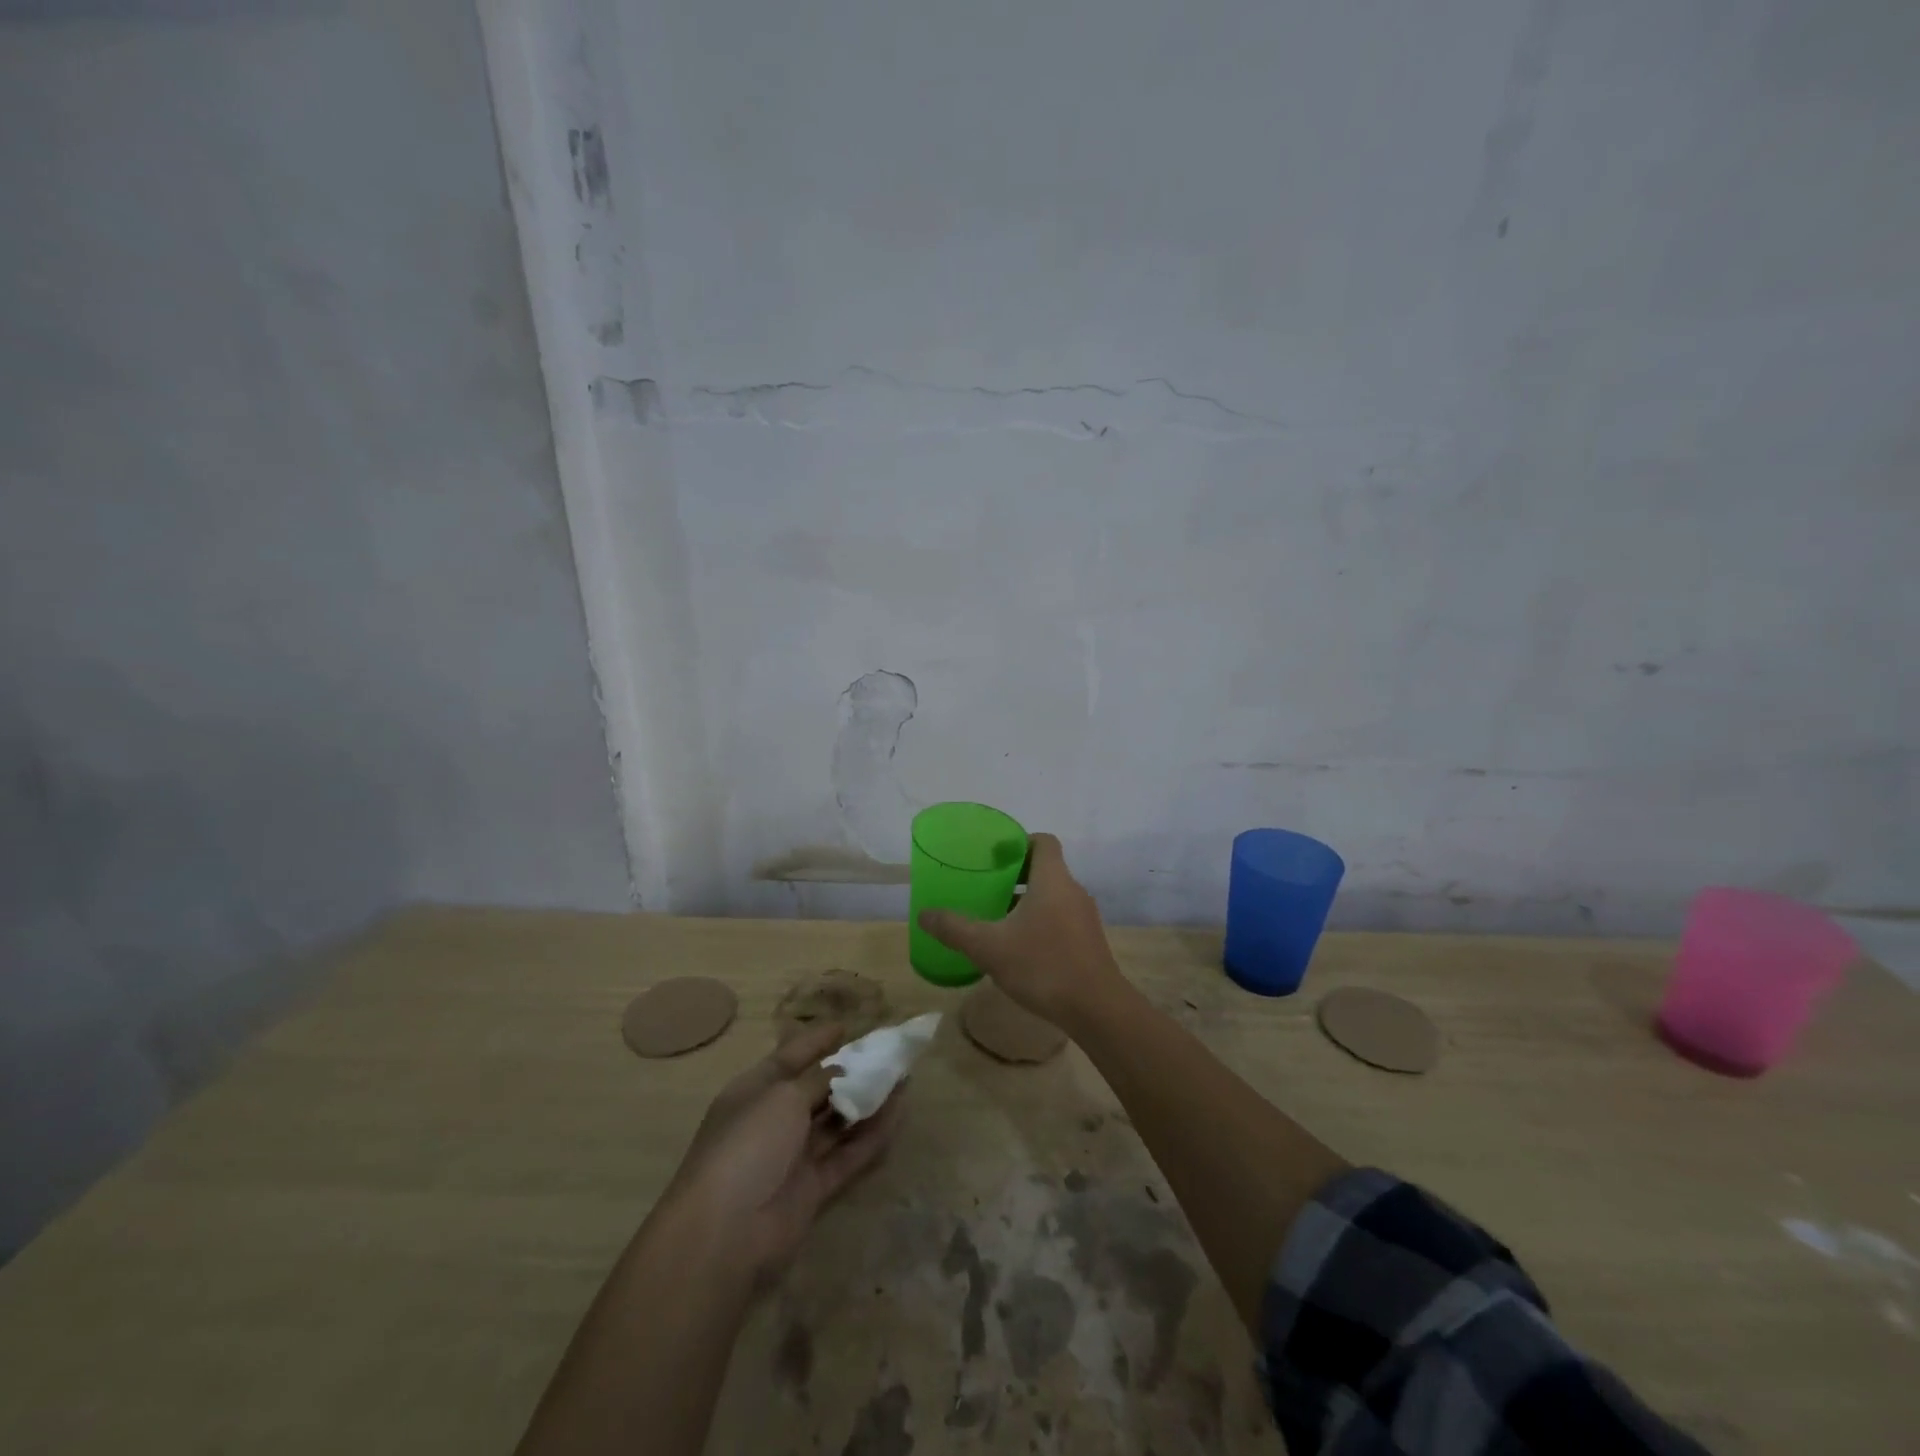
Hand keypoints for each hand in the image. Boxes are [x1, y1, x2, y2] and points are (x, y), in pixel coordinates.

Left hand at [664, 1021, 901, 1287]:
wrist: (726, 1232)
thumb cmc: (749, 1145)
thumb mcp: (783, 1097)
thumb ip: (818, 1080)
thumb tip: (842, 1071)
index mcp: (754, 1091)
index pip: (789, 1057)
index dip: (816, 1041)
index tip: (847, 1026)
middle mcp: (773, 1120)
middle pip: (817, 1090)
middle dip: (850, 1072)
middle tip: (887, 1054)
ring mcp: (793, 1156)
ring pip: (837, 1122)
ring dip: (867, 1101)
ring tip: (903, 1079)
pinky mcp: (813, 1188)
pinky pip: (847, 1154)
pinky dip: (872, 1135)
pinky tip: (898, 1115)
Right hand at [917, 832, 1122, 1027]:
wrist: (1097, 1009)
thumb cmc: (1042, 966)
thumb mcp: (989, 947)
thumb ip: (954, 929)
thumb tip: (923, 914)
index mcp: (1052, 879)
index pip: (1042, 841)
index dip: (1019, 842)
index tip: (994, 855)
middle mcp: (1072, 890)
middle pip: (1045, 868)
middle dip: (1016, 874)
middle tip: (986, 885)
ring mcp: (1084, 916)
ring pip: (1053, 895)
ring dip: (1027, 900)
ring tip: (997, 917)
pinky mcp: (1088, 940)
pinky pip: (1061, 917)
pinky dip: (1040, 921)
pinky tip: (1020, 946)